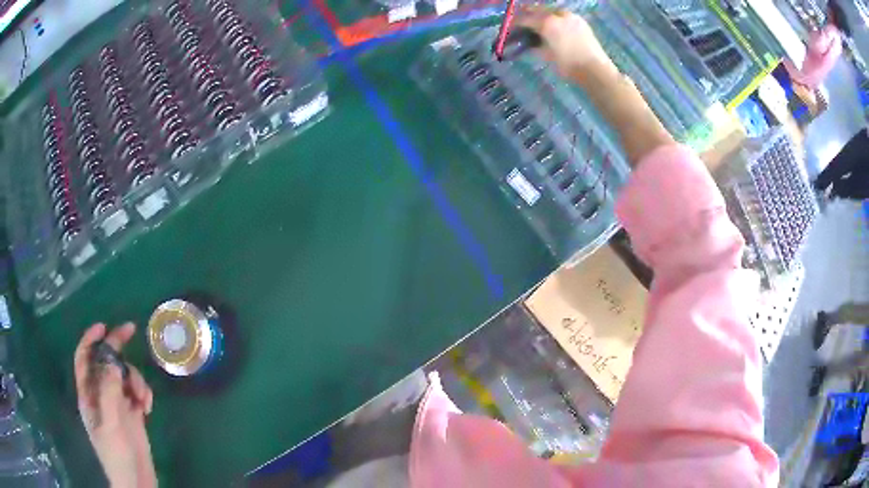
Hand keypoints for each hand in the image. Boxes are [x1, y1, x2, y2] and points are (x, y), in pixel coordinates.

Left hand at [74, 323, 156, 487]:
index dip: (90, 339)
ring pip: (124, 376)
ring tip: (144, 400)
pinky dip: (143, 395)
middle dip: (117, 348)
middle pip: (106, 362)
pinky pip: (136, 393)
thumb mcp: (110, 422)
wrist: (136, 481)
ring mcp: (117, 404)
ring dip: (136, 380)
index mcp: (88, 394)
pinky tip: (148, 408)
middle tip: (131, 330)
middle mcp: (100, 394)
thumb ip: (108, 389)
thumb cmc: (116, 453)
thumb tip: (113, 359)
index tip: (104, 326)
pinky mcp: (132, 415)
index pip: (84, 358)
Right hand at [517, 9, 614, 78]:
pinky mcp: (580, 21)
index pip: (525, 19)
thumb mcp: (547, 55)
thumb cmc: (568, 65)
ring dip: (543, 14)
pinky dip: (556, 18)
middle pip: (538, 10)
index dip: (516, 22)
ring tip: (539, 22)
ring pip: (551, 11)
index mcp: (547, 23)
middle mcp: (557, 15)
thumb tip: (529, 41)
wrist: (595, 69)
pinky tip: (555, 25)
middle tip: (522, 20)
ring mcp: (571, 16)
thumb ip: (535, 44)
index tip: (510, 26)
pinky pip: (563, 15)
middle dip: (529, 14)